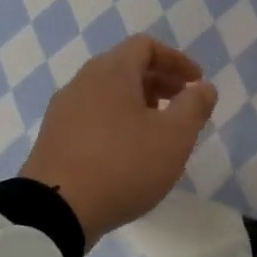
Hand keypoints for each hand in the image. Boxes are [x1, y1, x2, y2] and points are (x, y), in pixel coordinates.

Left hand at [21, 36, 218, 247]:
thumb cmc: (123, 165)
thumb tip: (203, 87)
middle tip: (183, 105)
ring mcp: (62, 111)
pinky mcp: (53, 138)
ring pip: (108, 93)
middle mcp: (82, 82)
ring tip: (159, 130)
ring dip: (138, 103)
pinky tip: (128, 152)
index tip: (196, 83)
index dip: (176, 60)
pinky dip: (117, 121)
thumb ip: (195, 106)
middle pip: (125, 67)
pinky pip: (92, 116)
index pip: (145, 46)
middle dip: (160, 81)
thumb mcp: (174, 137)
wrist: (55, 209)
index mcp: (111, 72)